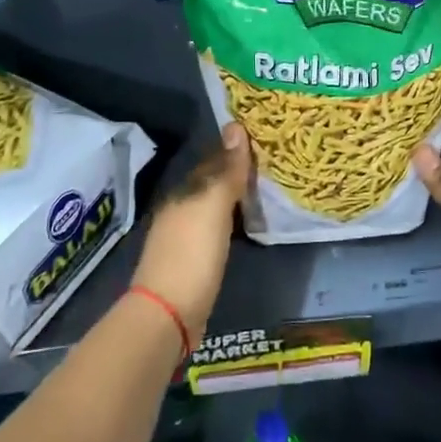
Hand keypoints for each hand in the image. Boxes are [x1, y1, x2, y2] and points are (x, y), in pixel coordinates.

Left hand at [131, 121, 250, 343]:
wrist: (168, 315)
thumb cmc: (192, 254)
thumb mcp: (213, 207)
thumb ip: (226, 170)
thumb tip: (235, 126)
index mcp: (183, 193)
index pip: (212, 161)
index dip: (236, 150)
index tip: (264, 141)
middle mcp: (180, 210)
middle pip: (212, 184)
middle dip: (237, 174)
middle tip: (272, 165)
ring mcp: (183, 238)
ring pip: (214, 207)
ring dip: (235, 199)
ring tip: (267, 192)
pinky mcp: (192, 263)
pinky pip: (216, 231)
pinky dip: (232, 223)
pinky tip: (248, 226)